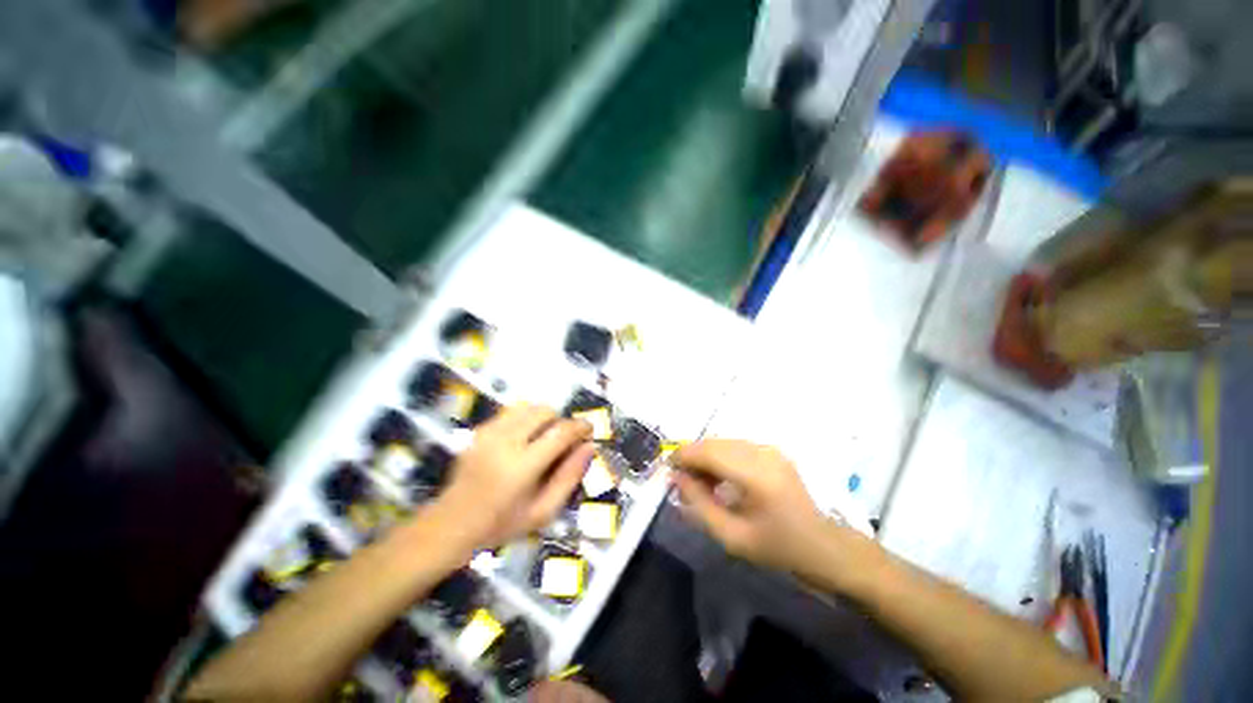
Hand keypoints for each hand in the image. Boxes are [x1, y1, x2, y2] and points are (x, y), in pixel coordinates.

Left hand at [429, 404, 592, 550]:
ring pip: (528, 406)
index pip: (560, 432)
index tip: (589, 430)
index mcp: (522, 466)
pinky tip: (523, 438)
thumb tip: (589, 447)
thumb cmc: (502, 524)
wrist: (451, 524)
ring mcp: (488, 433)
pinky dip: (525, 418)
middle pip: (545, 412)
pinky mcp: (479, 430)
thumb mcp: (543, 511)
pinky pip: (511, 411)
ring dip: (543, 417)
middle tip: (563, 441)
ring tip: (543, 437)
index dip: (580, 427)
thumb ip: (570, 477)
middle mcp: (505, 442)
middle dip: (561, 421)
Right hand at [672, 440, 845, 576]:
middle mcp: (762, 453)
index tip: (667, 471)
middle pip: (713, 442)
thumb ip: (699, 505)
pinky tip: (718, 479)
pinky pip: (734, 446)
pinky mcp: (771, 450)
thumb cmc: (778, 548)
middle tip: (681, 481)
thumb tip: (676, 478)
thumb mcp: (732, 537)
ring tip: (699, 483)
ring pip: (722, 442)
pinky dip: (719, 457)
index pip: (709, 452)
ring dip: (704, 457)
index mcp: (756, 475)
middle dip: (691, 457)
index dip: (683, 456)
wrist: (823, 546)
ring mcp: (768, 449)